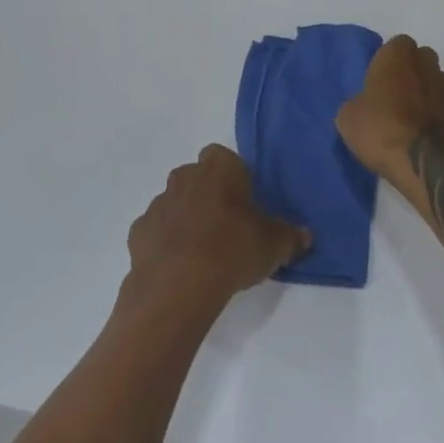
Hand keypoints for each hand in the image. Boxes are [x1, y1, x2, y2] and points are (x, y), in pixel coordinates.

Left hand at [125, 146, 309, 304]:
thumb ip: (290, 236)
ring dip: (185, 219)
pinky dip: (165, 243)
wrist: (178, 286)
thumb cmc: (232, 249)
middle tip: (226, 227)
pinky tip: (179, 267)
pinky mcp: (138, 233)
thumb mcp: (274, 244)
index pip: (223, 157)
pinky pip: (156, 231)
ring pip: (174, 203)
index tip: (243, 201)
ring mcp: (158, 204)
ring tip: (202, 252)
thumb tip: (305, 235)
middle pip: (197, 178)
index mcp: (219, 169)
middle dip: (208, 195)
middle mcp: (185, 177)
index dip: (233, 177)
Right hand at [336, 35, 443, 182]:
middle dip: (411, 73)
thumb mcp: (348, 117)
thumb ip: (358, 102)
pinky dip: (439, 120)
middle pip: (421, 61)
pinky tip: (426, 138)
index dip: (388, 61)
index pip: (396, 45)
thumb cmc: (381, 130)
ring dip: (426, 95)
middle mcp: (428, 65)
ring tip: (410, 120)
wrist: (424, 165)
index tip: (377, 81)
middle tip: (393, 97)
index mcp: (399, 55)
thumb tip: (365, 106)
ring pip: (437, 84)